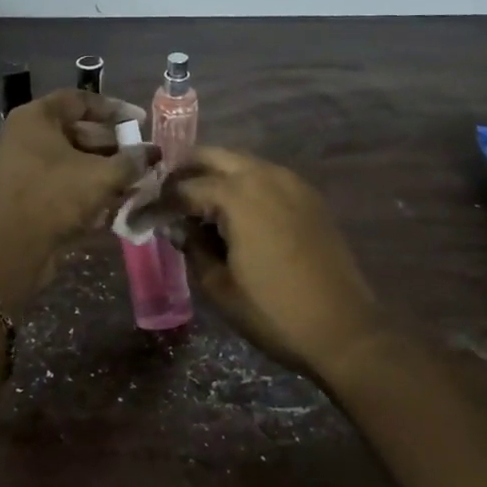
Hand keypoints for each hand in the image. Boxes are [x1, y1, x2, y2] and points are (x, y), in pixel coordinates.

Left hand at [0, 89, 154, 261]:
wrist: (15, 247)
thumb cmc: (57, 197)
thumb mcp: (103, 176)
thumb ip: (131, 160)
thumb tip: (151, 153)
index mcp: (35, 117)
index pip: (79, 100)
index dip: (114, 109)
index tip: (139, 121)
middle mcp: (21, 135)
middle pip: (73, 131)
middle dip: (110, 144)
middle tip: (138, 156)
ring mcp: (17, 165)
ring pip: (66, 159)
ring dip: (99, 168)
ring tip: (129, 180)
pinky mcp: (19, 193)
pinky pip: (56, 180)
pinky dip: (81, 185)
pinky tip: (108, 199)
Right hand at [172, 147, 387, 380]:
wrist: (344, 330)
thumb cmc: (273, 311)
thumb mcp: (219, 285)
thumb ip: (193, 247)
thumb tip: (178, 227)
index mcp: (237, 195)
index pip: (184, 188)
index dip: (159, 202)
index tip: (142, 215)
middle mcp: (264, 176)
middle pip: (213, 156)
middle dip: (185, 172)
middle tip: (167, 196)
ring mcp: (292, 183)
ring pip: (242, 163)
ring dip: (215, 175)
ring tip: (197, 204)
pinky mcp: (309, 197)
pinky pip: (266, 177)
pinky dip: (244, 184)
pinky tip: (235, 213)